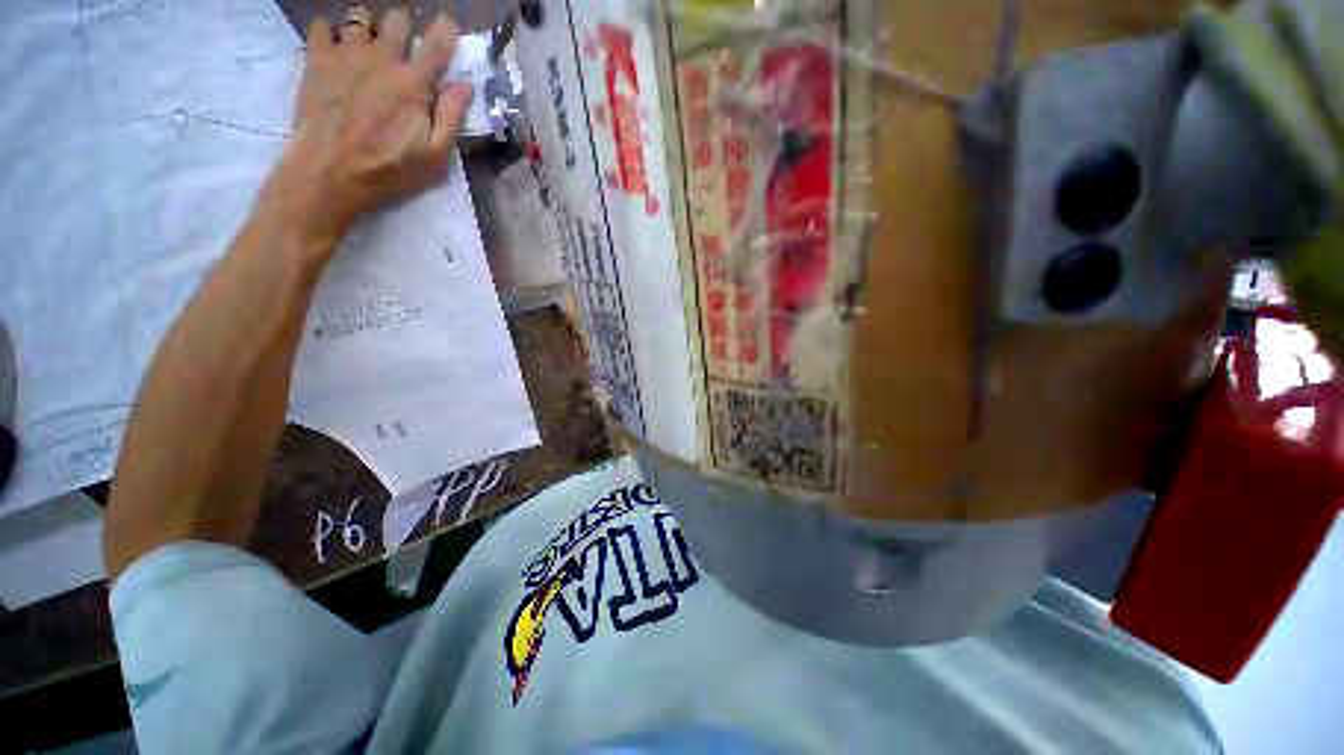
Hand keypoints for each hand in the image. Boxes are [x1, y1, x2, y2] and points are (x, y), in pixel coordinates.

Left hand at [275, 9, 473, 253]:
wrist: (329, 172)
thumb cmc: (389, 169)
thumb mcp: (435, 155)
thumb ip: (451, 117)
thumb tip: (466, 85)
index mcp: (414, 84)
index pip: (437, 43)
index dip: (446, 30)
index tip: (448, 30)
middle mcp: (381, 59)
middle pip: (397, 19)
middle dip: (404, 29)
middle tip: (402, 49)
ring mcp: (345, 55)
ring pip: (359, 17)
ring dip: (368, 30)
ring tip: (367, 49)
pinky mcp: (316, 59)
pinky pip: (321, 25)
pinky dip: (330, 32)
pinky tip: (335, 50)